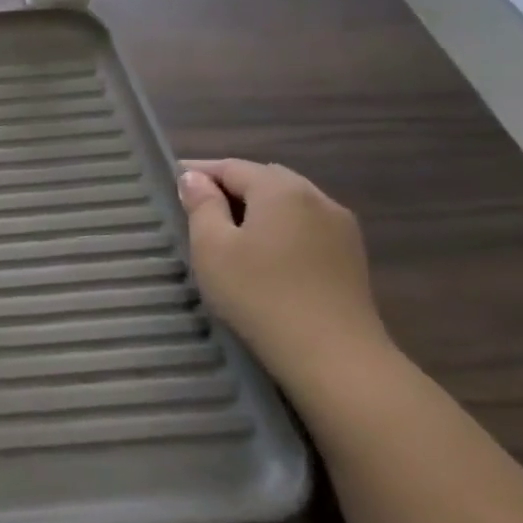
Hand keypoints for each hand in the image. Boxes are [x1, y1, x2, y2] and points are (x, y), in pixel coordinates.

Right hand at [177, 159, 390, 392]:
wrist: (333, 355)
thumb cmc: (259, 294)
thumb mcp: (212, 247)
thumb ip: (201, 206)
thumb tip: (193, 178)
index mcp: (281, 190)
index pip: (232, 166)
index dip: (199, 171)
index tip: (171, 183)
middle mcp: (317, 198)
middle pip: (265, 179)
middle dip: (229, 186)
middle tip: (195, 205)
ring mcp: (341, 228)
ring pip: (289, 202)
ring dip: (257, 207)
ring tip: (226, 228)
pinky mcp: (350, 256)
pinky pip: (305, 225)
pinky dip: (279, 226)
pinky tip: (262, 251)